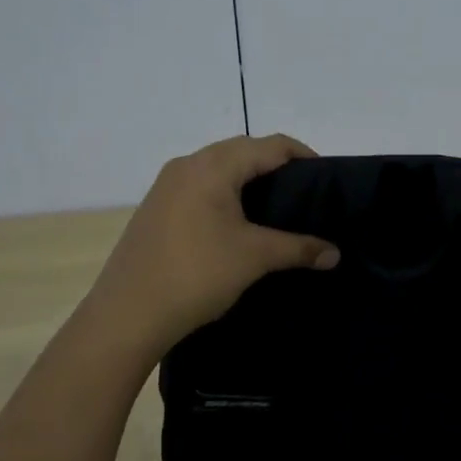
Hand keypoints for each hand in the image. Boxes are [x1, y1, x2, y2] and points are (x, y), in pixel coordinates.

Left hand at [80, 134, 339, 366]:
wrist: (126, 315)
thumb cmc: (196, 275)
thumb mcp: (254, 258)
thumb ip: (299, 248)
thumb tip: (335, 253)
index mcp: (213, 166)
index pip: (269, 145)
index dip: (302, 155)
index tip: (326, 177)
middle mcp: (187, 164)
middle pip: (243, 150)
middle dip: (275, 164)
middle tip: (304, 192)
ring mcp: (166, 185)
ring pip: (219, 166)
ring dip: (248, 178)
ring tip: (275, 206)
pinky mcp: (156, 207)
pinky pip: (200, 184)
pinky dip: (225, 191)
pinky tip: (236, 221)